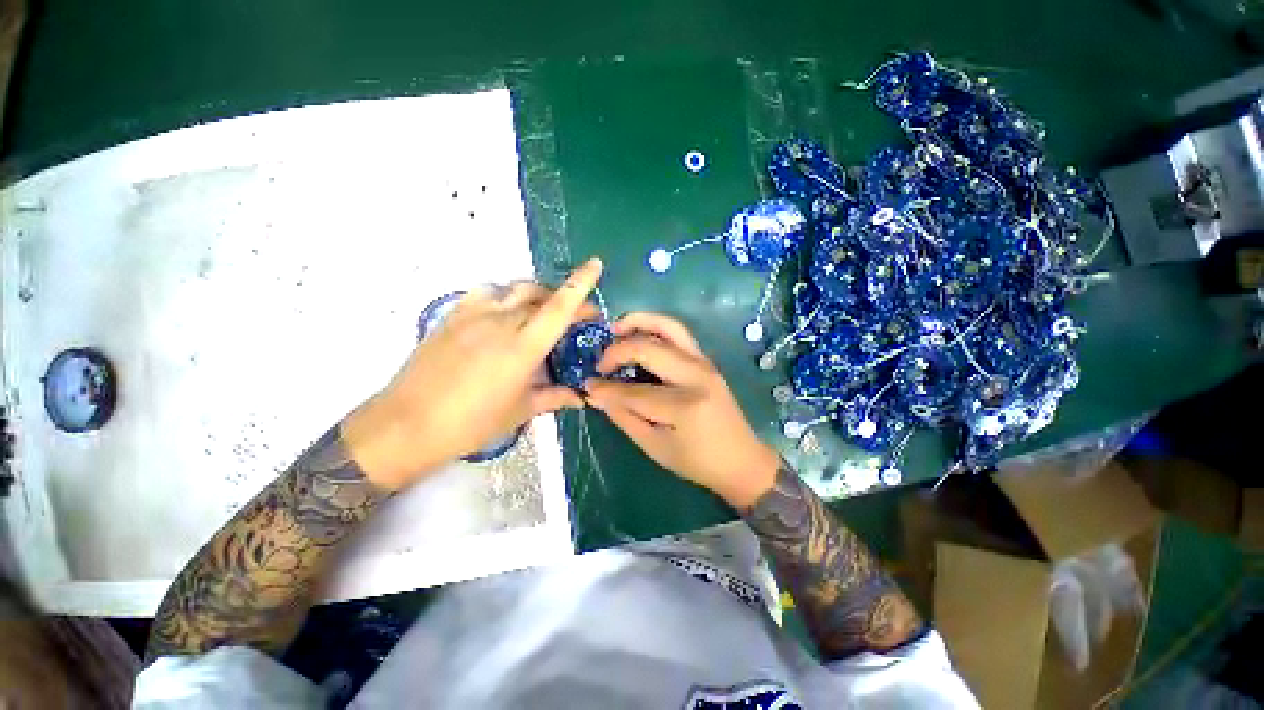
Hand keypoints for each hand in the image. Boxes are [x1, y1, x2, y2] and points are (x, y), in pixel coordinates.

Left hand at [342, 259, 602, 490]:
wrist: (406, 425)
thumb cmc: (471, 423)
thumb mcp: (520, 411)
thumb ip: (555, 397)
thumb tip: (581, 397)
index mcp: (523, 347)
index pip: (559, 307)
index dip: (580, 283)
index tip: (595, 264)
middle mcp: (501, 322)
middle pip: (540, 295)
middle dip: (564, 299)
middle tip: (576, 317)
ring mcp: (473, 315)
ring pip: (514, 290)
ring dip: (536, 295)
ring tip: (541, 313)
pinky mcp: (452, 316)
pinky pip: (486, 294)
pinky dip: (503, 297)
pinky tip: (503, 313)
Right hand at [584, 312, 778, 507]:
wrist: (742, 460)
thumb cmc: (697, 462)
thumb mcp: (655, 447)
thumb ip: (624, 417)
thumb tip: (596, 395)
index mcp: (685, 405)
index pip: (634, 391)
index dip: (605, 388)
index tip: (587, 385)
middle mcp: (696, 375)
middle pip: (649, 348)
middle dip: (617, 351)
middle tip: (600, 363)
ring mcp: (704, 363)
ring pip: (668, 326)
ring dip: (638, 322)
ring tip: (615, 328)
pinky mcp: (706, 360)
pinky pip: (678, 334)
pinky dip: (654, 328)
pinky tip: (638, 336)